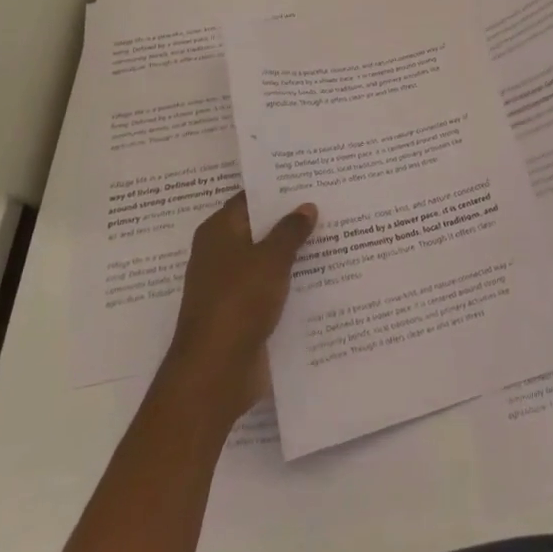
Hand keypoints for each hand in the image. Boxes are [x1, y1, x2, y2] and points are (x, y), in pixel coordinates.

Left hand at [168, 192, 316, 417]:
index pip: (250, 199)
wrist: (215, 373)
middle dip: (292, 220)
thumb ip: (290, 231)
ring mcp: (231, 286)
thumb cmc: (238, 303)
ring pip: (268, 261)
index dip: (278, 189)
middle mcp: (221, 254)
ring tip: (337, 236)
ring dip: (295, 254)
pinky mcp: (243, 314)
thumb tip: (306, 206)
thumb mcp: (270, 259)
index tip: (310, 179)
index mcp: (219, 232)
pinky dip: (292, 283)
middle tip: (331, 204)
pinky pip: (272, 289)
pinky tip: (325, 276)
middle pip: (260, 229)